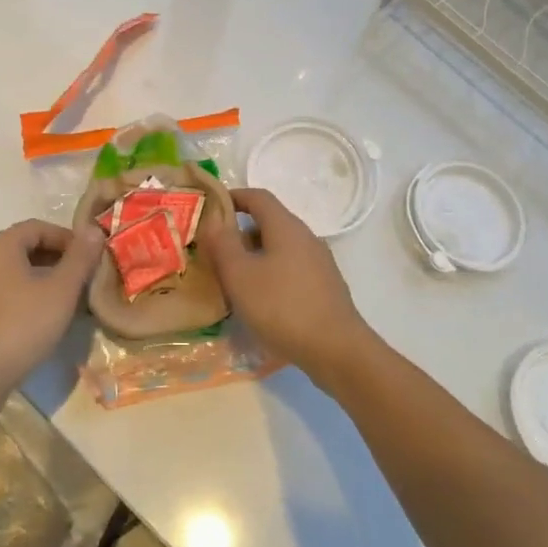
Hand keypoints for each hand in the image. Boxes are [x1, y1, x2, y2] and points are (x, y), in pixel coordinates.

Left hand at [0, 219, 103, 394]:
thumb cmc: (22, 325)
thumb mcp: (61, 290)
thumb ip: (80, 258)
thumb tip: (94, 230)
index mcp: (0, 246)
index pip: (39, 227)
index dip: (68, 238)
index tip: (90, 258)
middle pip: (25, 248)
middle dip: (57, 259)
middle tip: (83, 279)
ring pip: (15, 273)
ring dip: (43, 280)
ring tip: (67, 300)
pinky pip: (4, 294)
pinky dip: (26, 297)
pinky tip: (42, 320)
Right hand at [201, 187, 378, 389]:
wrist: (336, 350)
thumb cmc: (282, 307)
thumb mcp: (240, 275)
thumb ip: (222, 244)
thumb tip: (212, 219)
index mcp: (286, 227)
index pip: (258, 196)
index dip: (233, 197)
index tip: (210, 208)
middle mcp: (306, 237)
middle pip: (269, 222)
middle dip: (240, 232)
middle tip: (215, 251)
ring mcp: (319, 263)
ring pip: (280, 248)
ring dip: (255, 256)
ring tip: (233, 279)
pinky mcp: (325, 287)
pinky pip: (291, 269)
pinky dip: (271, 273)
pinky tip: (260, 300)